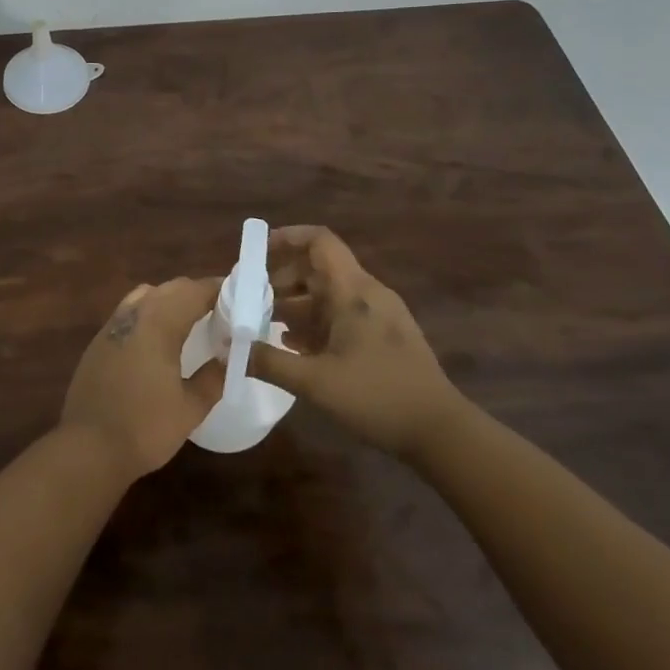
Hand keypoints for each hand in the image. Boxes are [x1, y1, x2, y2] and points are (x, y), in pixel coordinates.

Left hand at [60, 278, 225, 479]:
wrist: (88, 447)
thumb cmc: (144, 427)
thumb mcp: (189, 408)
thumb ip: (213, 379)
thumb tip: (227, 359)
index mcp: (159, 323)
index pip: (194, 291)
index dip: (217, 289)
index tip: (239, 296)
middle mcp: (134, 314)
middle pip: (170, 289)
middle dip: (196, 292)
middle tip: (221, 310)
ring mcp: (112, 326)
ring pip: (146, 295)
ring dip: (171, 299)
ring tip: (191, 319)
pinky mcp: (98, 341)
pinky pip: (130, 312)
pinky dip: (150, 313)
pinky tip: (159, 338)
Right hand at [248, 226, 461, 457]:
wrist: (440, 431)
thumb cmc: (377, 397)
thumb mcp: (315, 383)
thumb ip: (269, 363)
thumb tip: (229, 350)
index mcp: (352, 291)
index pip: (319, 241)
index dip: (287, 237)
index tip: (257, 250)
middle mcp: (367, 293)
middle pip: (319, 267)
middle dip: (282, 277)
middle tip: (252, 297)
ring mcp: (379, 314)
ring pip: (330, 293)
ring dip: (296, 303)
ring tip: (265, 323)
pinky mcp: (385, 335)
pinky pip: (343, 314)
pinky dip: (316, 321)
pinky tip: (296, 345)